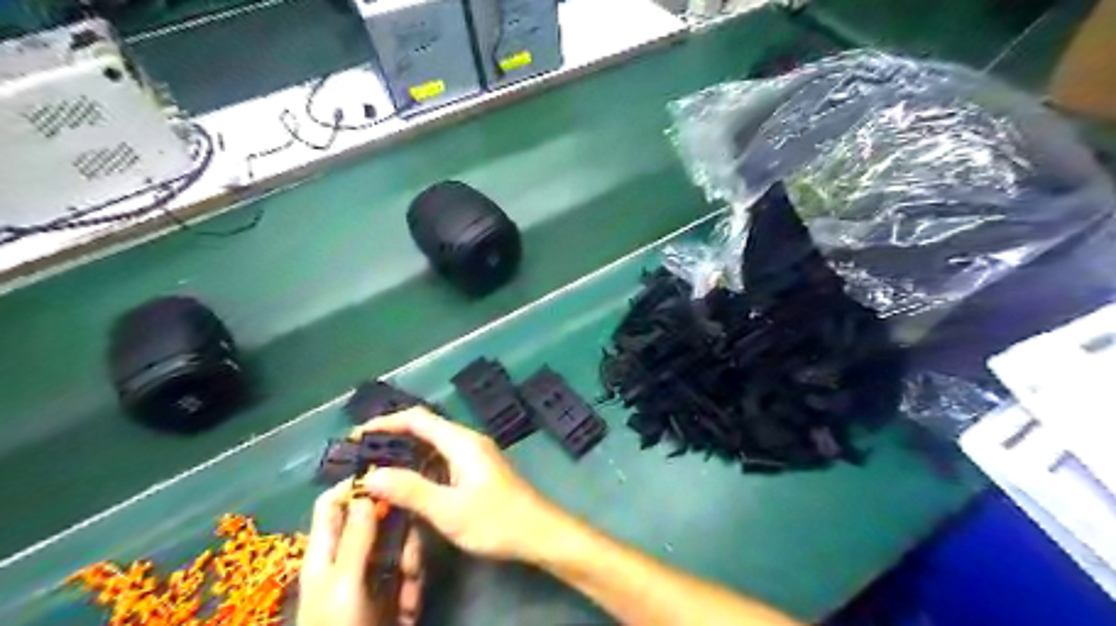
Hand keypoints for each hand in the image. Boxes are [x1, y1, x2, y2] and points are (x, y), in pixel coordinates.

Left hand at [300, 485, 424, 624]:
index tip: (391, 471)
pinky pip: (408, 575)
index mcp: (325, 552)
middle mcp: (348, 558)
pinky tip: (411, 605)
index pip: (333, 504)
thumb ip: (356, 536)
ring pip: (397, 546)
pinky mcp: (391, 595)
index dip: (356, 484)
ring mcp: (372, 578)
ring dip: (409, 558)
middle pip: (374, 521)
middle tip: (413, 530)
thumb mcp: (344, 583)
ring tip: (412, 579)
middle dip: (397, 525)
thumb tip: (367, 489)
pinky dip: (413, 586)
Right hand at [356, 407, 567, 562]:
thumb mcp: (448, 509)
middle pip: (425, 429)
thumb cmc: (495, 520)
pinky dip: (421, 467)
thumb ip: (410, 490)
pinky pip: (442, 460)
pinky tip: (407, 486)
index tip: (356, 436)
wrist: (538, 532)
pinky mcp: (477, 470)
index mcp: (461, 441)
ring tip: (376, 471)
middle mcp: (467, 441)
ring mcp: (474, 455)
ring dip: (406, 455)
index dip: (386, 423)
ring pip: (433, 446)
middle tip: (361, 457)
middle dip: (392, 439)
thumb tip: (371, 475)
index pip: (417, 419)